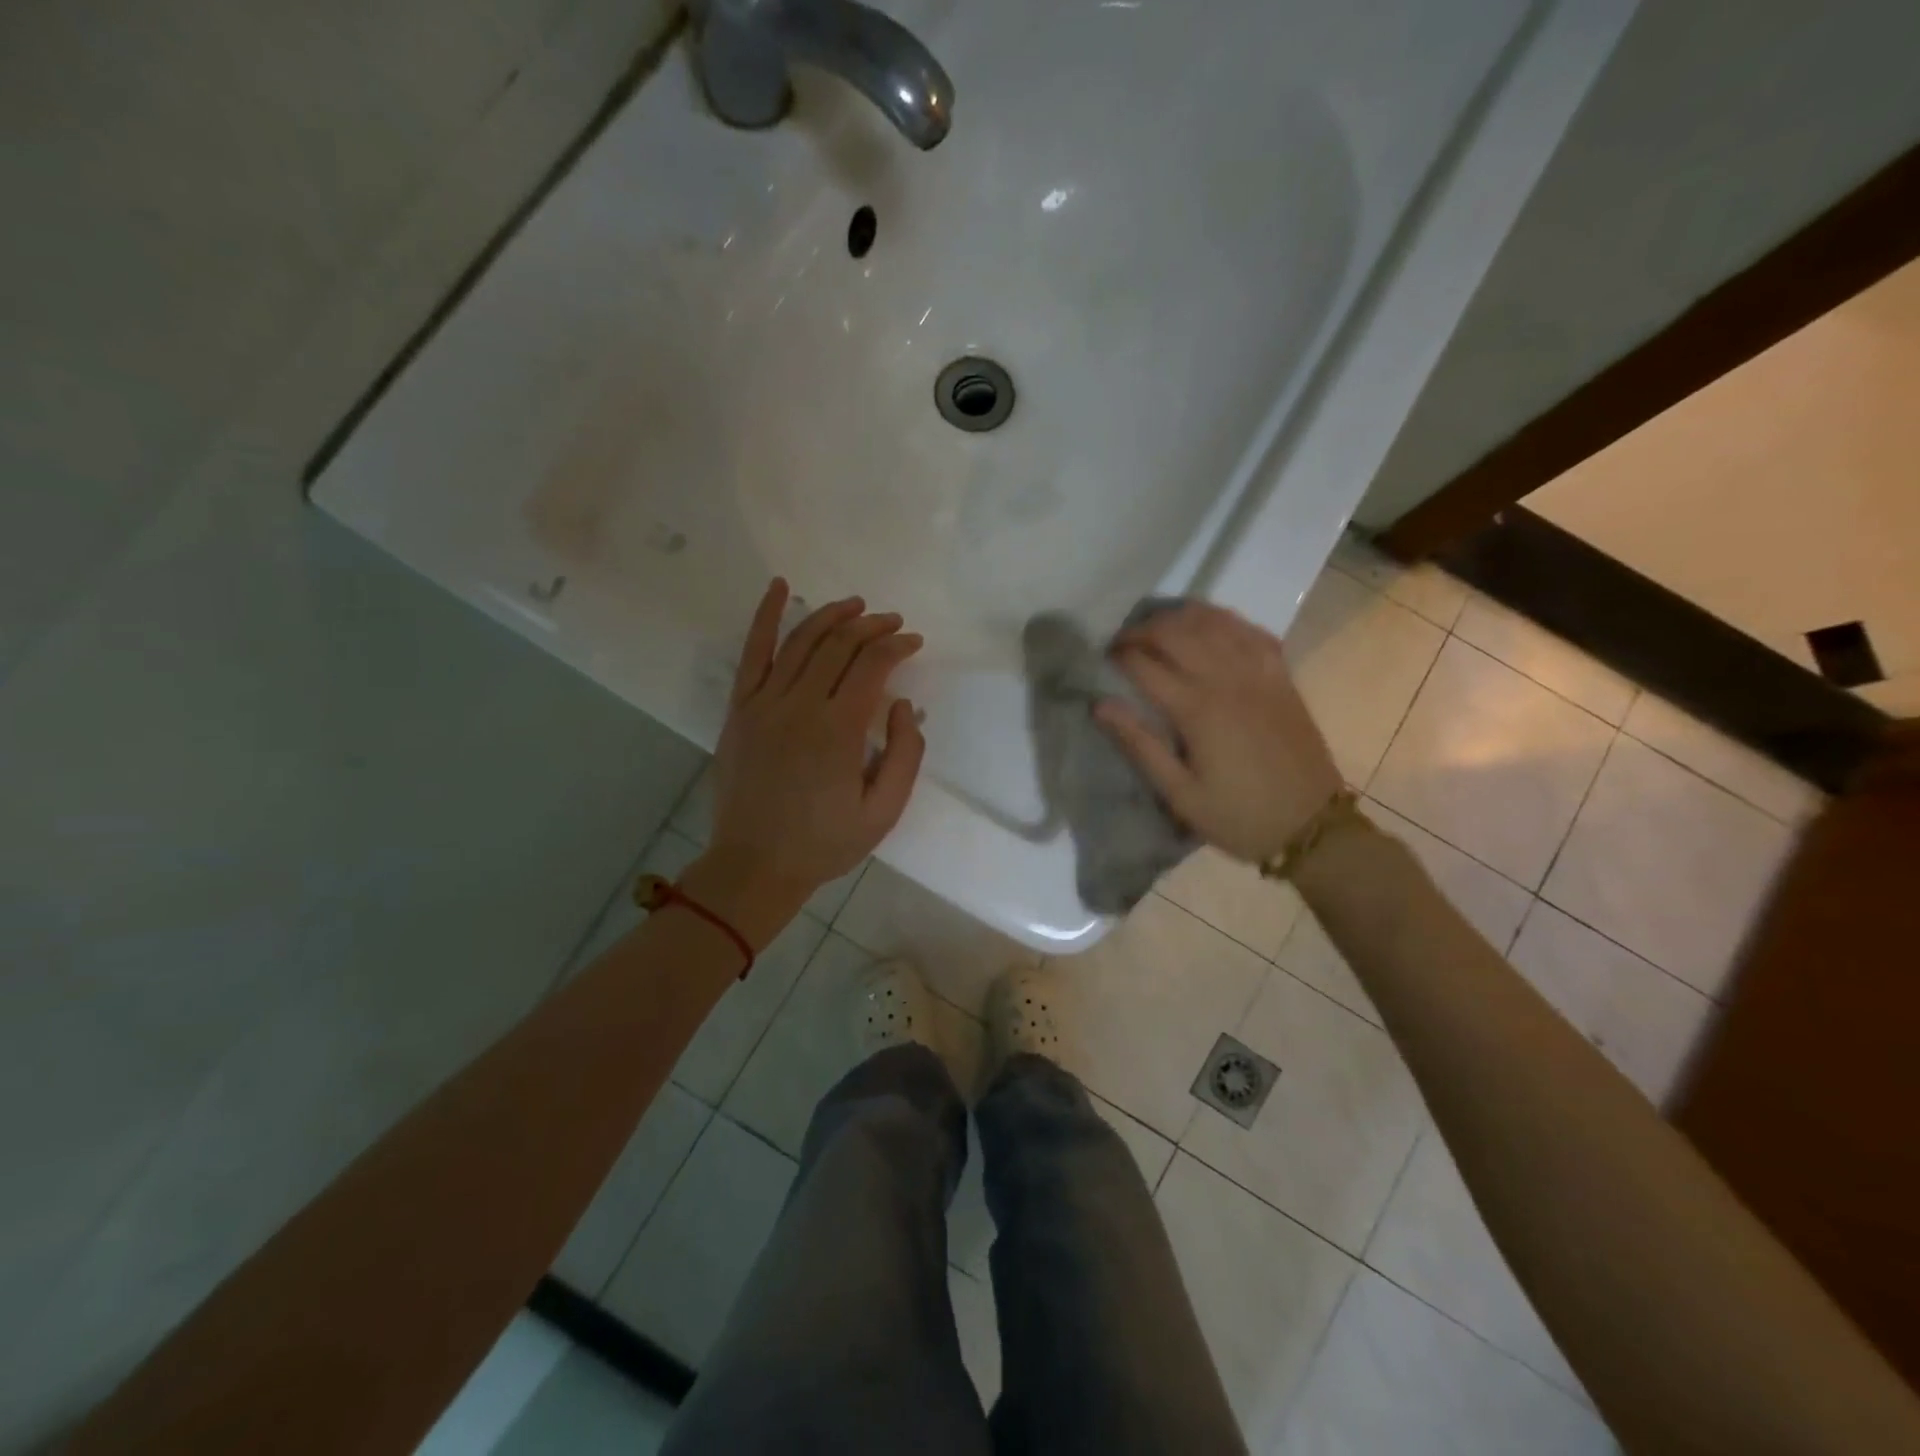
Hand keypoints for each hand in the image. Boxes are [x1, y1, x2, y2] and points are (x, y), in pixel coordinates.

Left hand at [696, 580, 925, 935]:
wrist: (755, 865)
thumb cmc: (825, 843)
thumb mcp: (884, 811)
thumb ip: (905, 754)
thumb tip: (901, 704)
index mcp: (839, 730)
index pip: (873, 665)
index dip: (898, 645)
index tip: (914, 642)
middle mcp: (800, 705)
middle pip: (839, 644)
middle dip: (872, 625)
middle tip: (893, 623)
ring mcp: (763, 703)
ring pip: (801, 640)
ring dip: (832, 615)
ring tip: (856, 606)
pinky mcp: (740, 708)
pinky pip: (752, 652)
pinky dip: (765, 616)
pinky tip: (778, 587)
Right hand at [1097, 601, 1342, 863]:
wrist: (1312, 826)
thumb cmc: (1238, 816)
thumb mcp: (1180, 794)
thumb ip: (1139, 745)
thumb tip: (1100, 705)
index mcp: (1197, 710)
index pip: (1145, 664)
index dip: (1118, 655)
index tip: (1102, 659)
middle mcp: (1227, 679)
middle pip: (1176, 632)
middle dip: (1142, 629)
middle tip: (1123, 642)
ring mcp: (1259, 673)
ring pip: (1213, 622)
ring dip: (1179, 617)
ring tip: (1158, 628)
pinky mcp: (1281, 676)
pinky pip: (1250, 631)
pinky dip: (1224, 620)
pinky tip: (1209, 626)